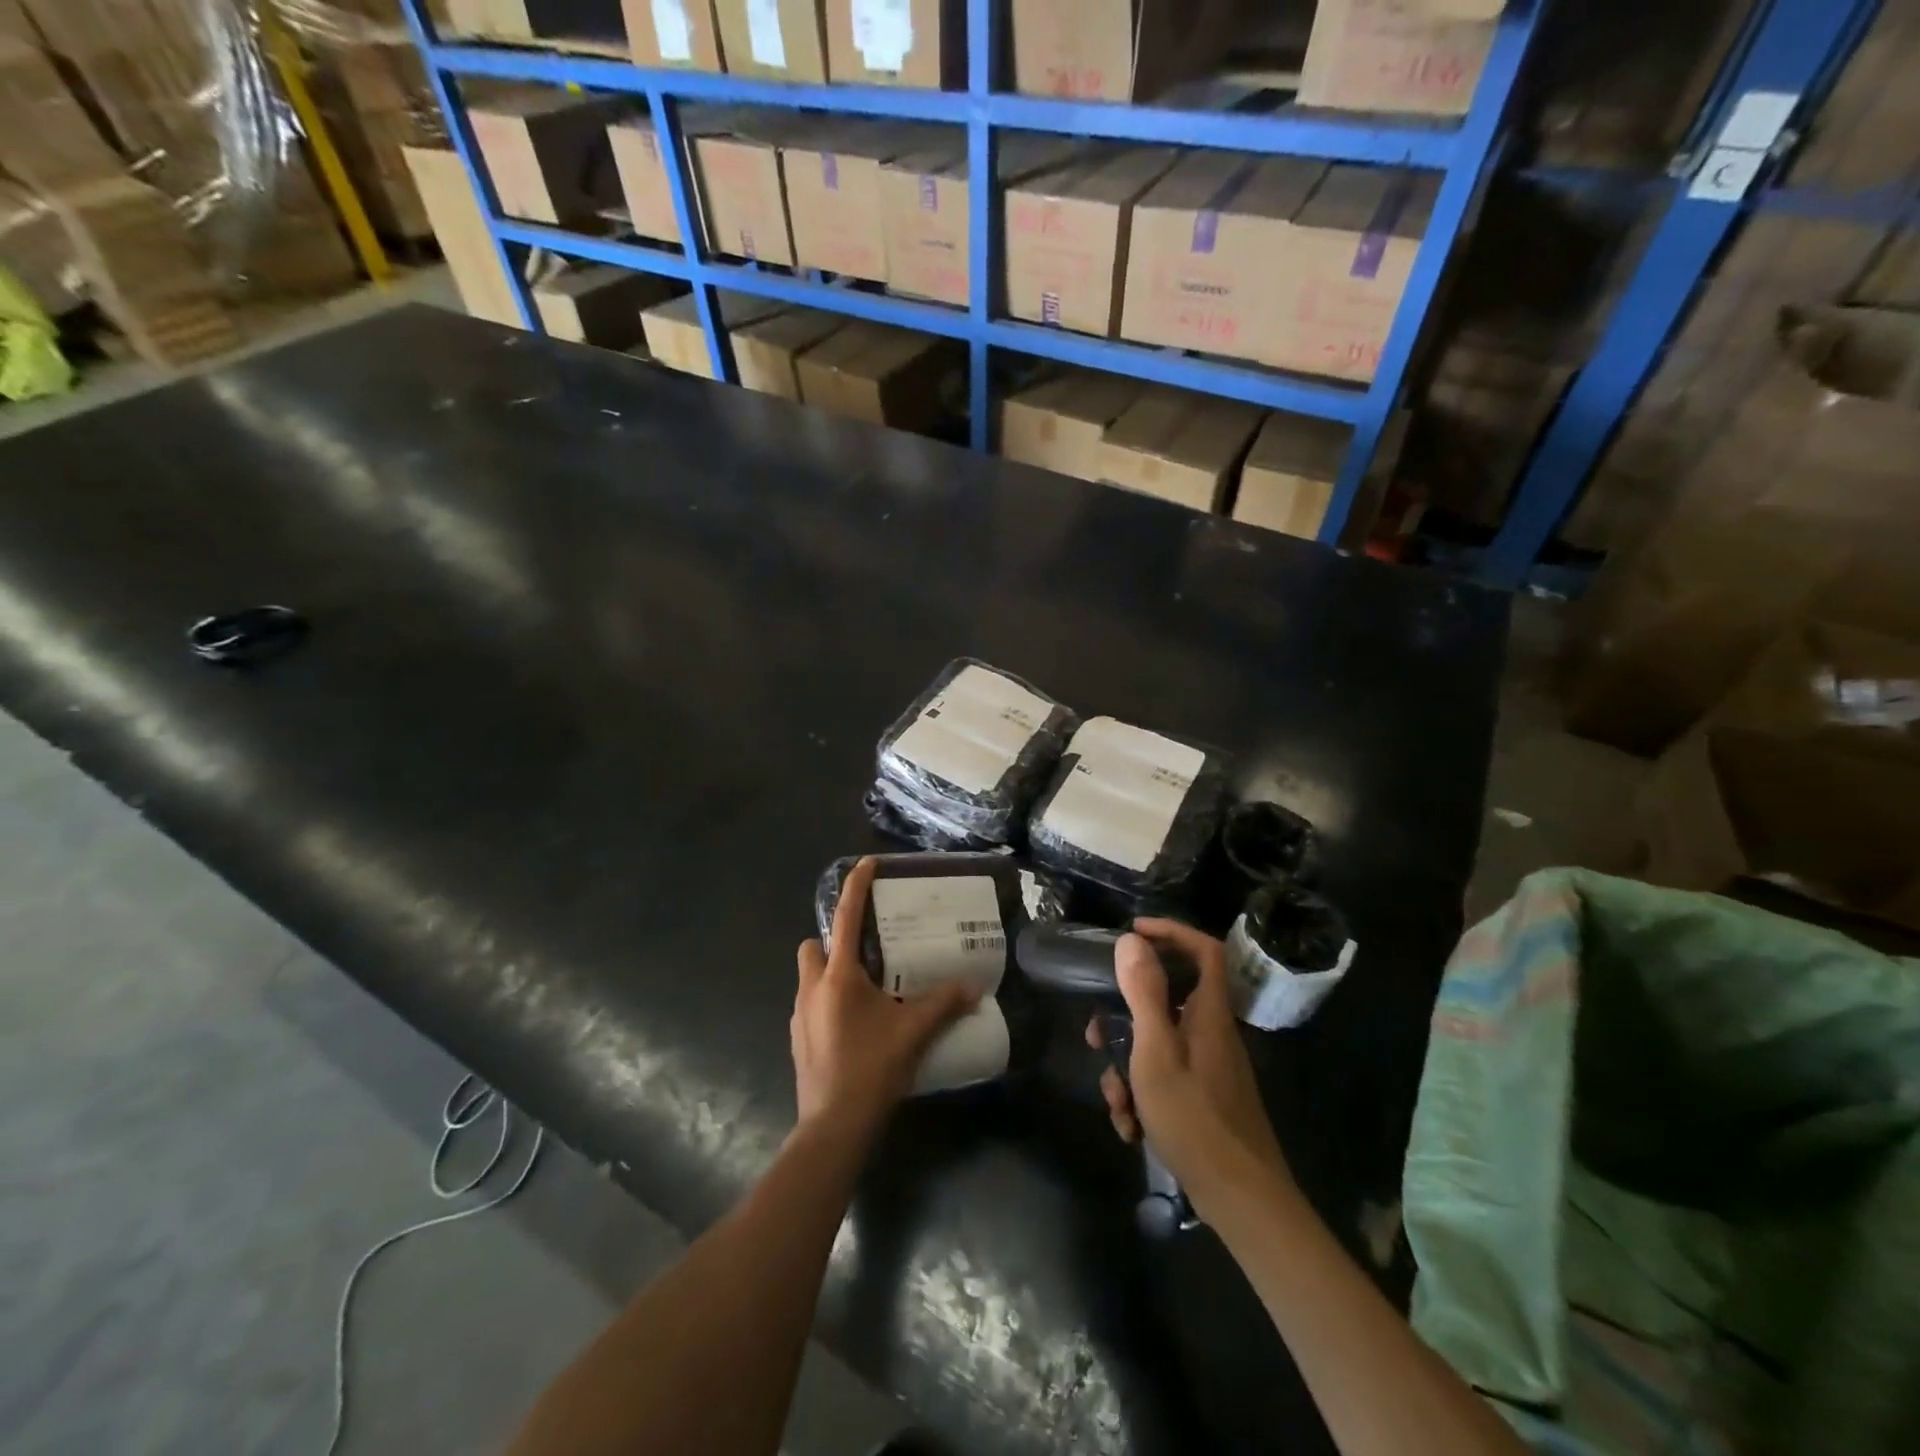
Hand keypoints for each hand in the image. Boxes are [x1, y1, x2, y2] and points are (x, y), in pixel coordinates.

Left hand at [793, 857, 979, 1132]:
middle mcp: (812, 988)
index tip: (865, 863)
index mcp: (838, 976)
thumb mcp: (913, 1031)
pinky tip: (855, 1026)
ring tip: (866, 991)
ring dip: (830, 974)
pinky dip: (828, 1003)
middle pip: (814, 947)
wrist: (834, 1125)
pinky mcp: (798, 1040)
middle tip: (867, 953)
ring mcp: (799, 1016)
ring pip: (809, 978)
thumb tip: (974, 987)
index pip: (846, 918)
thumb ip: (944, 1004)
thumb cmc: (872, 1067)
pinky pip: (810, 1006)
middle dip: (833, 941)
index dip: (855, 887)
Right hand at [1087, 919, 1291, 1219]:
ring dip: (1128, 1070)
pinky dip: (1143, 1096)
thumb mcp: (1157, 1051)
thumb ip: (1144, 993)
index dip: (1172, 932)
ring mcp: (1208, 1068)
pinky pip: (1165, 1079)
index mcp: (1208, 1014)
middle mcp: (1211, 1033)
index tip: (1133, 932)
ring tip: (1118, 1104)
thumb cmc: (1195, 1118)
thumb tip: (1132, 940)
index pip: (1204, 950)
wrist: (1241, 1200)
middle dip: (1125, 1018)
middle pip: (1167, 1002)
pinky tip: (1132, 1128)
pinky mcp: (1203, 1098)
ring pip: (1158, 1046)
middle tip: (1097, 1035)